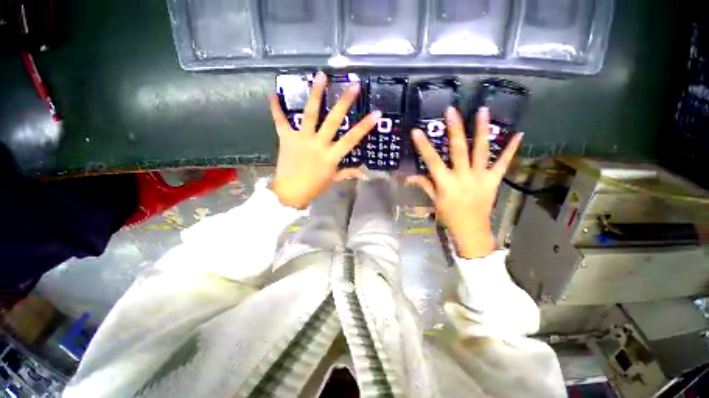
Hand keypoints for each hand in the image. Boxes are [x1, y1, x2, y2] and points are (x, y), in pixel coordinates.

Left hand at [269, 72, 380, 208]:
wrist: (290, 193)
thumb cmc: (314, 187)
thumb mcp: (333, 180)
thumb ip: (348, 173)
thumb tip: (364, 173)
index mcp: (331, 156)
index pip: (352, 139)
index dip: (365, 126)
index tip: (376, 113)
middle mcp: (318, 144)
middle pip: (333, 120)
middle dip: (344, 102)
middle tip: (353, 84)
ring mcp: (301, 139)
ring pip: (310, 114)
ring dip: (315, 94)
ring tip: (320, 75)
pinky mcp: (286, 138)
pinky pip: (280, 121)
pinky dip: (276, 108)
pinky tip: (272, 93)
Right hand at [407, 107, 522, 258]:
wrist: (471, 230)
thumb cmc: (449, 215)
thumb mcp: (434, 200)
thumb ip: (424, 184)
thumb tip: (408, 176)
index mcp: (445, 182)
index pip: (431, 161)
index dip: (423, 146)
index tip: (417, 131)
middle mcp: (463, 176)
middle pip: (458, 150)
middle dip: (454, 130)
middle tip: (452, 111)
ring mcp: (480, 177)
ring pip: (481, 151)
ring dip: (482, 131)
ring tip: (483, 111)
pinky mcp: (493, 180)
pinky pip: (503, 163)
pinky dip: (511, 149)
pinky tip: (519, 134)